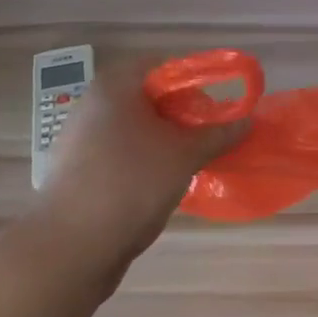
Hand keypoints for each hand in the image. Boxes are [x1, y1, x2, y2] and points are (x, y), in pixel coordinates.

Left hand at [34, 61, 249, 282]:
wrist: (68, 250)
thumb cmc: (130, 184)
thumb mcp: (184, 156)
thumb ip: (218, 134)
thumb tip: (248, 120)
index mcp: (115, 84)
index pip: (164, 66)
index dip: (195, 82)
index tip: (217, 108)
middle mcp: (93, 103)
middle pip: (150, 98)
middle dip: (183, 116)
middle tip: (210, 137)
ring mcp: (80, 138)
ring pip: (136, 129)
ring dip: (166, 141)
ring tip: (192, 163)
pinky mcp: (77, 171)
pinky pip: (121, 154)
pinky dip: (145, 162)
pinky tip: (163, 186)